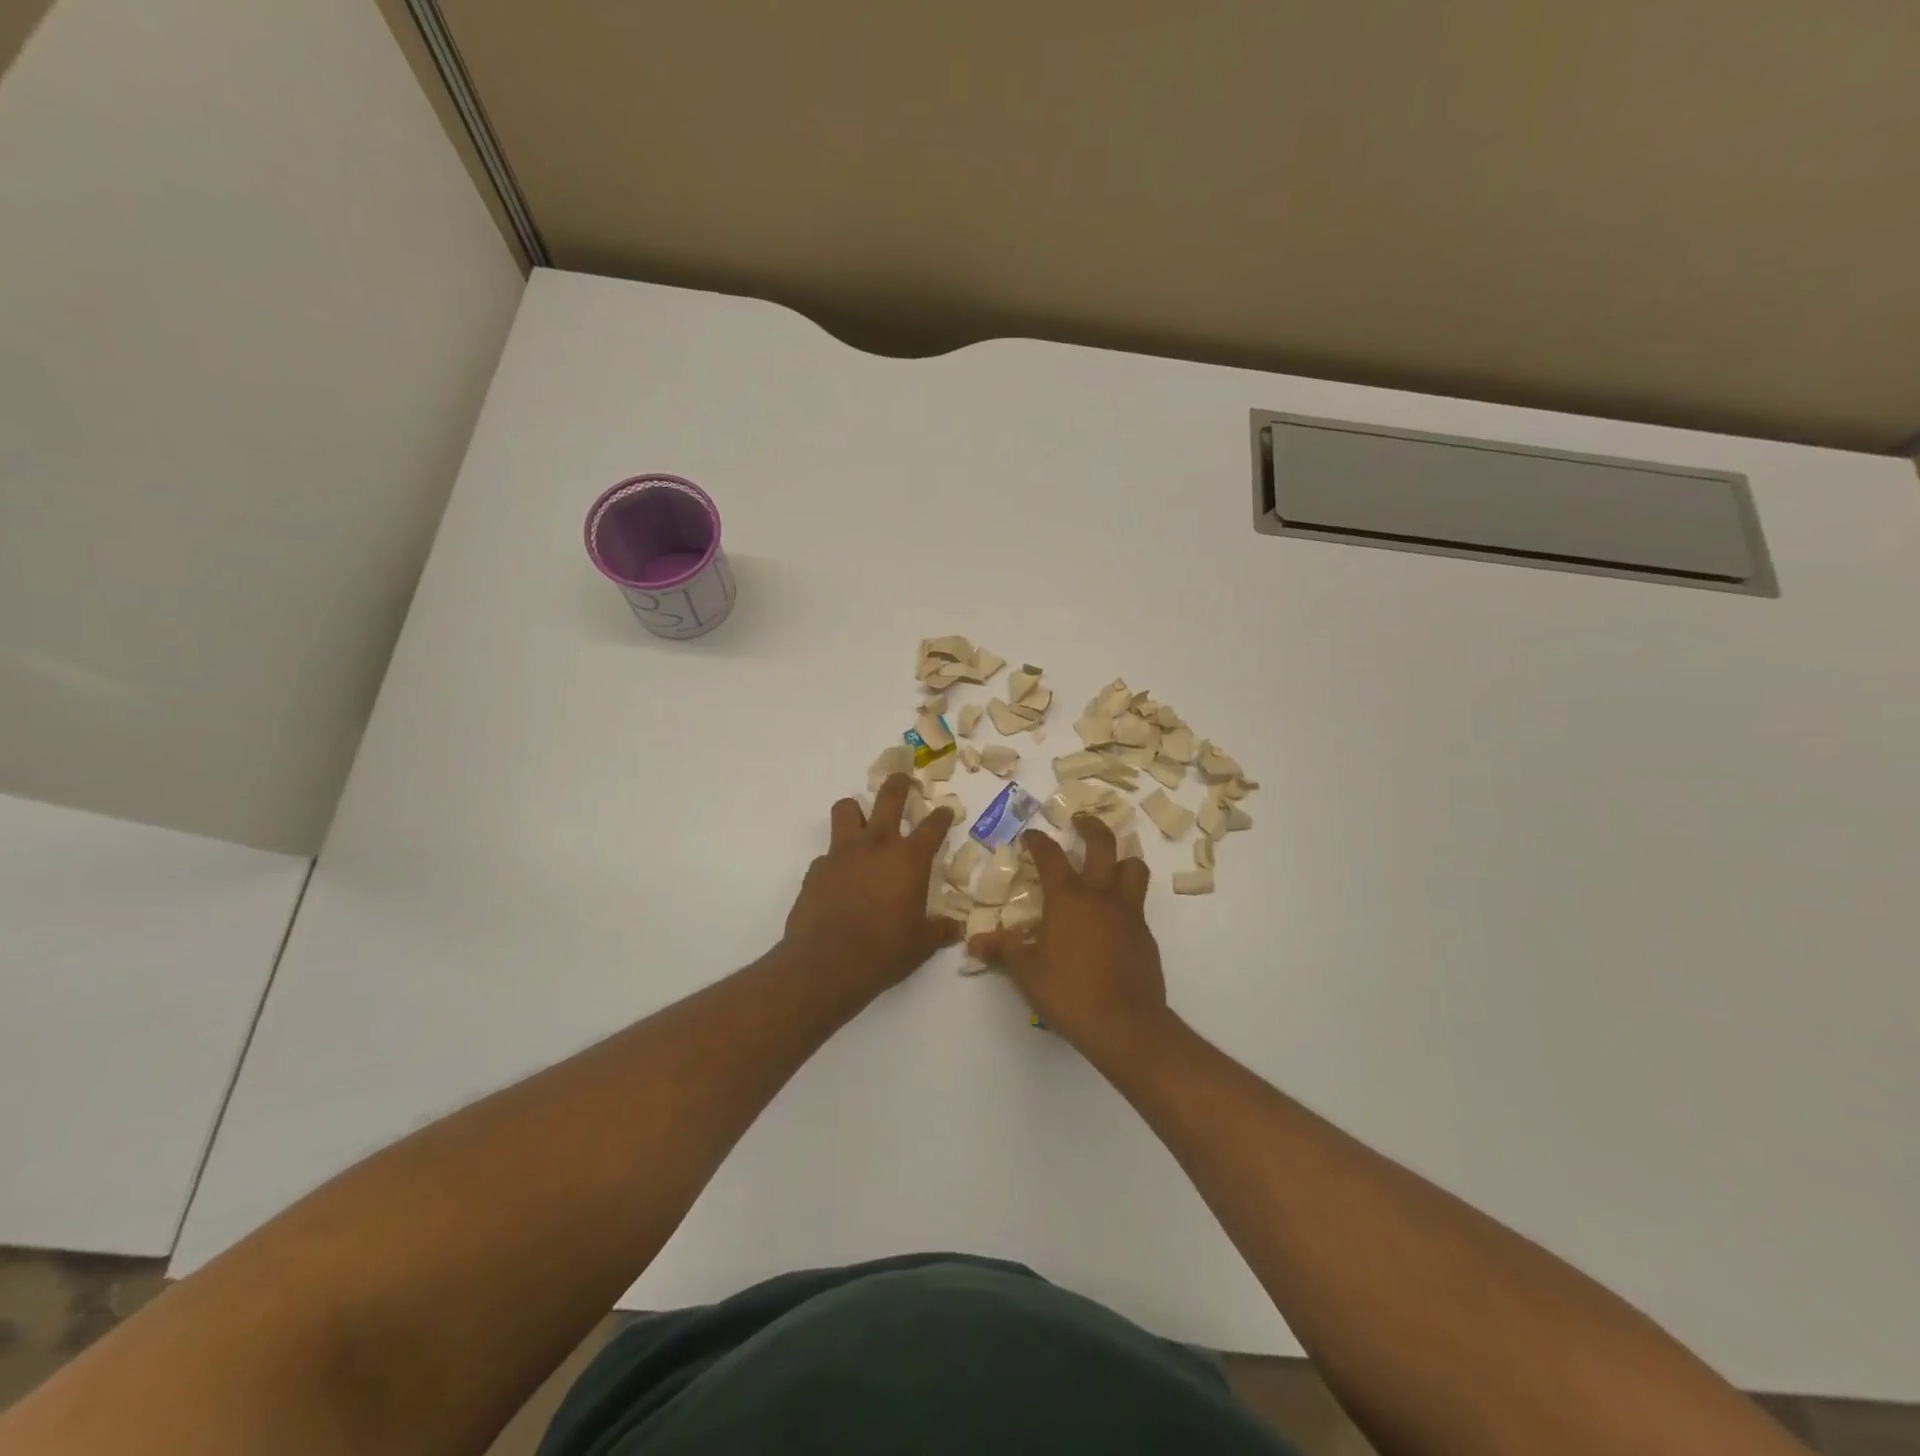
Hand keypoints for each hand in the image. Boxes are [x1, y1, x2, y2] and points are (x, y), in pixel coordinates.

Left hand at [782, 773, 957, 1000]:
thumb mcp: (921, 945)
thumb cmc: (884, 951)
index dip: (942, 815)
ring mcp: (843, 853)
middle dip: (899, 784)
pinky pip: (828, 852)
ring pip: (847, 809)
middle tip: (904, 781)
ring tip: (861, 820)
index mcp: (909, 859)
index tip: (945, 811)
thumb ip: (940, 931)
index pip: (932, 826)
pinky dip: (836, 858)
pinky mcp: (816, 868)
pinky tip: (840, 877)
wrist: (826, 964)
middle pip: (888, 797)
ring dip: (856, 810)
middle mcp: (877, 845)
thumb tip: (957, 929)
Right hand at [969, 815, 1173, 1068]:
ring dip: (1122, 857)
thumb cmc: (1069, 992)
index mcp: (1068, 898)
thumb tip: (974, 942)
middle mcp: (1101, 895)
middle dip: (1091, 827)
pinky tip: (1113, 917)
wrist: (1125, 1024)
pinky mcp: (1145, 935)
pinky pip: (1138, 903)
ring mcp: (1128, 913)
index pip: (1051, 856)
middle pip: (1103, 844)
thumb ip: (1003, 950)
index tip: (1030, 835)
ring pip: (1133, 867)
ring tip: (1111, 861)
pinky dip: (1126, 898)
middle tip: (1081, 820)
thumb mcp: (1026, 972)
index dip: (1038, 841)